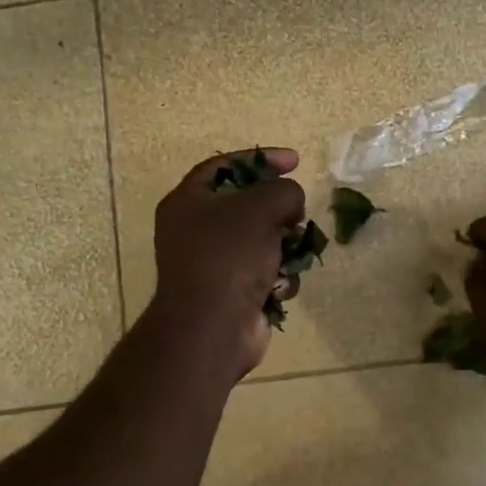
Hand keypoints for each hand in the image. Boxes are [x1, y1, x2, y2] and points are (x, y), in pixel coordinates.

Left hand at [148, 148, 306, 381]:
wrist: (213, 327)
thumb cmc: (229, 256)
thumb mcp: (261, 207)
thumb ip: (283, 191)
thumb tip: (291, 204)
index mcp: (188, 202)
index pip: (225, 166)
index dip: (261, 158)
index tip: (295, 161)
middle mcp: (195, 231)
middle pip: (247, 205)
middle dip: (278, 210)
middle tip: (297, 213)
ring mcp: (214, 264)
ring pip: (263, 241)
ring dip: (284, 247)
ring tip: (291, 254)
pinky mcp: (233, 293)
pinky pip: (265, 273)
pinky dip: (278, 278)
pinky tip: (278, 288)